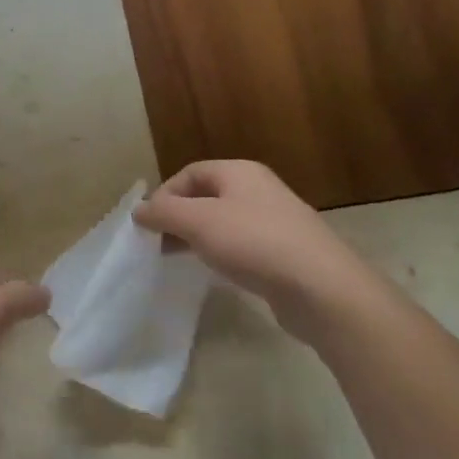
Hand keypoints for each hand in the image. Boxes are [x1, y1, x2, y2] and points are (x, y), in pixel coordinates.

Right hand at [132, 161, 378, 340]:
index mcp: (239, 172)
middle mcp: (258, 189)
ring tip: (177, 259)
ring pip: (222, 221)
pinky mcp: (283, 251)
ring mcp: (273, 220)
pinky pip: (240, 244)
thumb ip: (164, 213)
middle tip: (156, 243)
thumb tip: (138, 210)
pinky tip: (212, 270)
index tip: (148, 224)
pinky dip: (219, 252)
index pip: (189, 173)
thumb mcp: (198, 222)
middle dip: (177, 216)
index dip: (164, 194)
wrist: (320, 287)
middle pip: (205, 196)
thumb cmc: (254, 243)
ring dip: (195, 236)